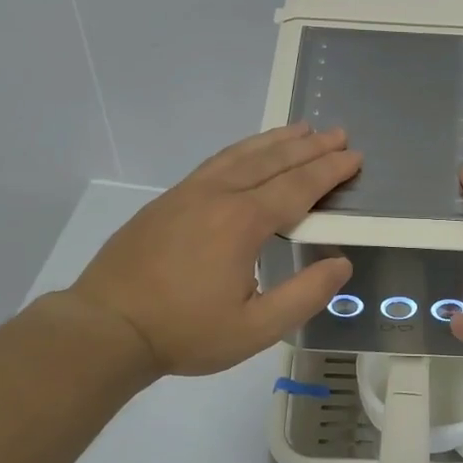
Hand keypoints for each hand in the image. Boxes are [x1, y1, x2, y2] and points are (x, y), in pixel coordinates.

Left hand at [56, 125, 359, 378]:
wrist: (108, 327)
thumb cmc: (186, 332)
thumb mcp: (256, 328)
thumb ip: (304, 295)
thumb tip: (341, 265)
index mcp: (243, 222)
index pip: (297, 187)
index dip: (329, 171)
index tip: (354, 157)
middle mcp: (218, 196)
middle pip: (272, 161)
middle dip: (310, 147)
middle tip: (338, 133)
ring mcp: (188, 194)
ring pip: (241, 155)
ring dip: (275, 141)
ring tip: (301, 129)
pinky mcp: (167, 201)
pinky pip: (215, 163)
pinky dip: (242, 150)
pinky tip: (248, 153)